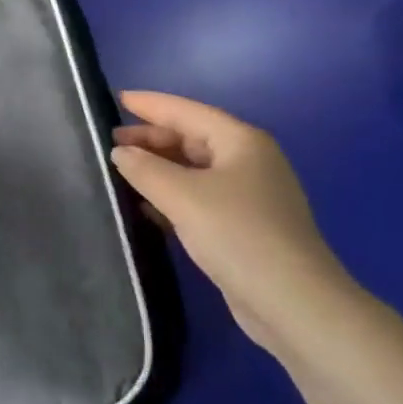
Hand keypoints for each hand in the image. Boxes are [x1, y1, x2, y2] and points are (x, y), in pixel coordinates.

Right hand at [111, 91, 354, 355]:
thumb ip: (146, 169)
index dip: (149, 104)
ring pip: (193, 170)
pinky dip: (171, 196)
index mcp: (240, 141)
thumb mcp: (184, 196)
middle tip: (108, 144)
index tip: (115, 98)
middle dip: (150, 139)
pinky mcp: (244, 227)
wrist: (294, 305)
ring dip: (158, 169)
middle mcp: (248, 161)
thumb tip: (120, 152)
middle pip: (191, 138)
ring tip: (119, 172)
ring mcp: (249, 196)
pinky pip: (199, 198)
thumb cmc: (239, 235)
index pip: (186, 111)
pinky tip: (144, 206)